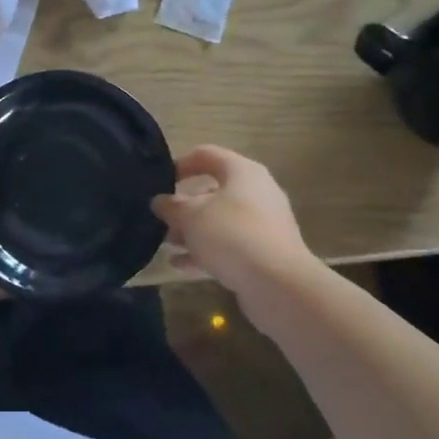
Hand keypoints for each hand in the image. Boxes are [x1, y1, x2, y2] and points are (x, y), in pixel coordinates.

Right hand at [152, 146, 315, 301]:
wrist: (278, 283)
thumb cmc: (231, 235)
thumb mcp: (191, 216)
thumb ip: (171, 206)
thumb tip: (160, 201)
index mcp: (242, 171)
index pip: (207, 155)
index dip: (181, 164)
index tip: (160, 181)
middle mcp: (256, 192)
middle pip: (212, 191)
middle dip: (184, 206)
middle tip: (161, 219)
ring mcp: (263, 224)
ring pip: (220, 221)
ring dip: (192, 231)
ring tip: (166, 244)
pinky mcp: (264, 252)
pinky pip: (229, 245)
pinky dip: (205, 251)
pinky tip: (180, 264)